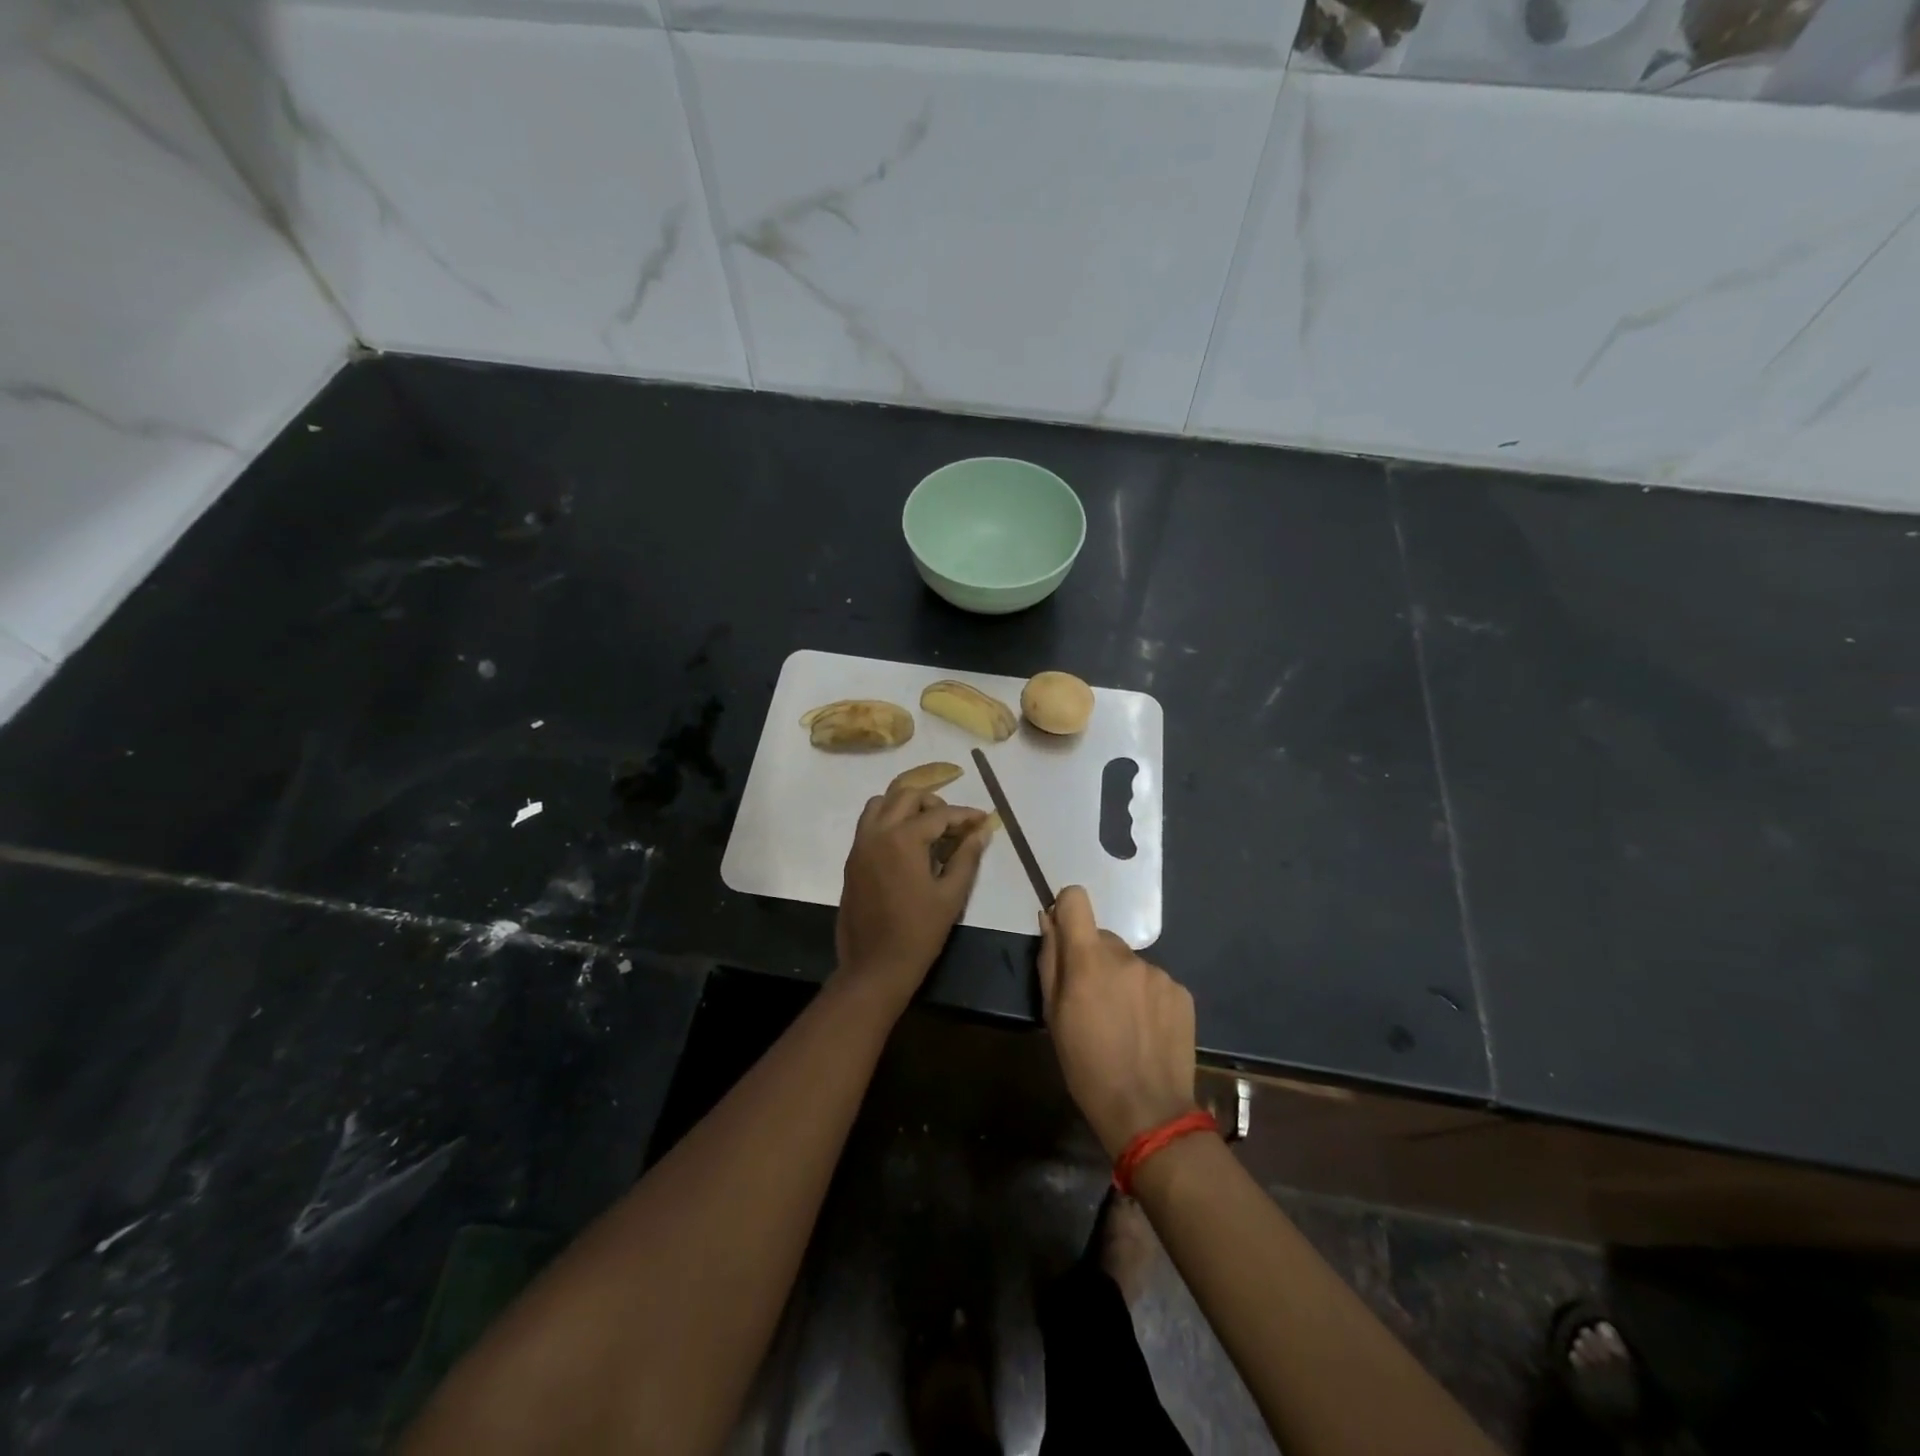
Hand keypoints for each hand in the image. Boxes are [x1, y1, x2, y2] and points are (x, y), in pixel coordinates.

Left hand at [835, 784, 992, 1005]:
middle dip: (934, 803)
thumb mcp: (951, 895)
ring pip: (881, 803)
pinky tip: (907, 843)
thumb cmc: (919, 932)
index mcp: (902, 839)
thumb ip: (967, 857)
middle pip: (906, 796)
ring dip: (905, 805)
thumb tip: (981, 832)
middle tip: (954, 824)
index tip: (982, 820)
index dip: (964, 815)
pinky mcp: (852, 860)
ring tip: (927, 826)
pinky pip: (869, 824)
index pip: (939, 814)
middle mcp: (877, 833)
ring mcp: (860, 845)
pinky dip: (888, 820)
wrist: (875, 966)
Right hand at [1038, 885, 1198, 1159]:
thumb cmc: (1087, 1066)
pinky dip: (1146, 997)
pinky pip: (1154, 981)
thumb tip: (1049, 921)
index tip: (1064, 934)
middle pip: (1102, 938)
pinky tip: (1145, 1030)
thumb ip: (1050, 962)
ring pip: (1128, 962)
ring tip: (1122, 1023)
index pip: (1076, 899)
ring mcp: (1158, 973)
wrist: (1148, 1111)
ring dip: (1121, 981)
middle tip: (1092, 1002)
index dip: (1067, 909)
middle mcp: (1125, 956)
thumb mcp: (1053, 1016)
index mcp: (1088, 959)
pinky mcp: (1181, 992)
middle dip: (1093, 960)